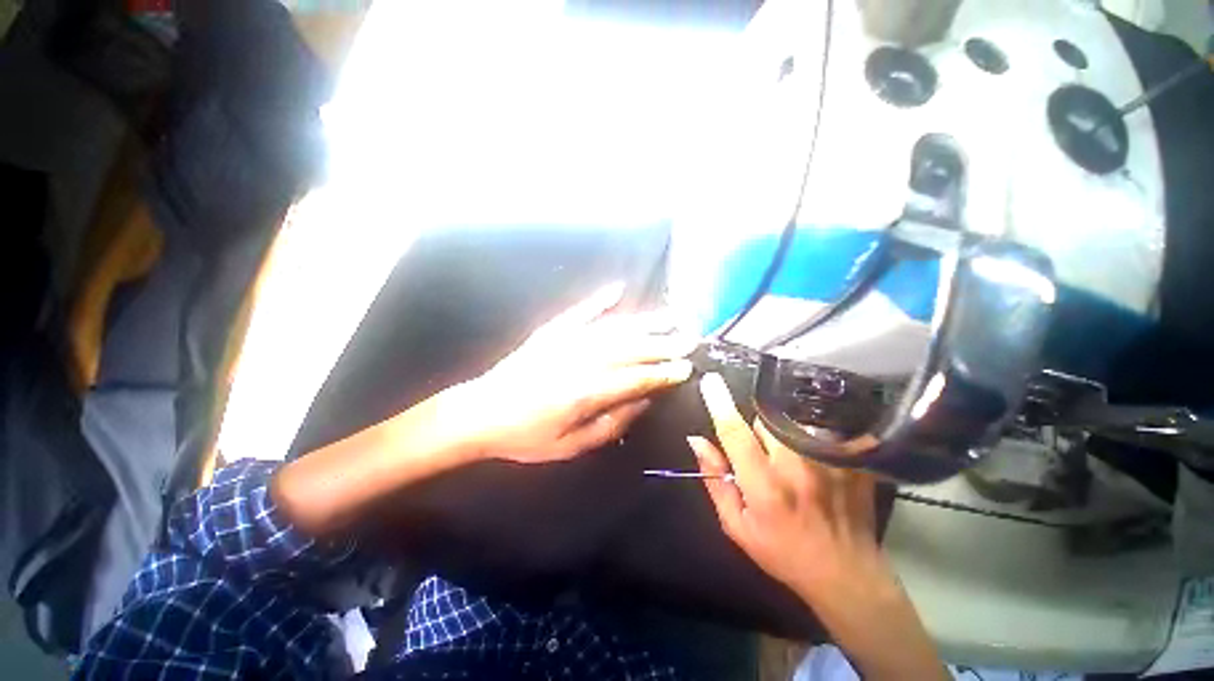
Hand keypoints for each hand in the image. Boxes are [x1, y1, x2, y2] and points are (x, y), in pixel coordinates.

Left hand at [452, 283, 695, 463]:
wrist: (478, 413)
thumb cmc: (525, 436)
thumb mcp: (570, 445)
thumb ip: (610, 423)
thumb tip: (642, 402)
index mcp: (584, 392)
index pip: (635, 378)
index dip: (663, 373)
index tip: (686, 367)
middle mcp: (579, 360)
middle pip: (630, 349)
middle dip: (663, 344)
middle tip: (690, 338)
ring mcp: (564, 340)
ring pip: (613, 328)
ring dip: (644, 322)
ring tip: (669, 316)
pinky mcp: (551, 331)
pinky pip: (580, 311)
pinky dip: (600, 299)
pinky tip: (618, 289)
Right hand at [689, 373, 885, 599]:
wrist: (847, 574)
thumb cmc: (782, 552)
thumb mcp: (736, 525)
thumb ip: (714, 479)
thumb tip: (696, 440)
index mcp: (764, 486)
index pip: (735, 432)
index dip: (719, 404)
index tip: (710, 381)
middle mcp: (797, 467)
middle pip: (765, 420)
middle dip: (756, 430)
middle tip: (763, 457)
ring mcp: (829, 462)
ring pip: (792, 422)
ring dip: (783, 435)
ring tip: (792, 465)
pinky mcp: (851, 461)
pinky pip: (819, 431)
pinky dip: (808, 440)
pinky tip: (814, 467)